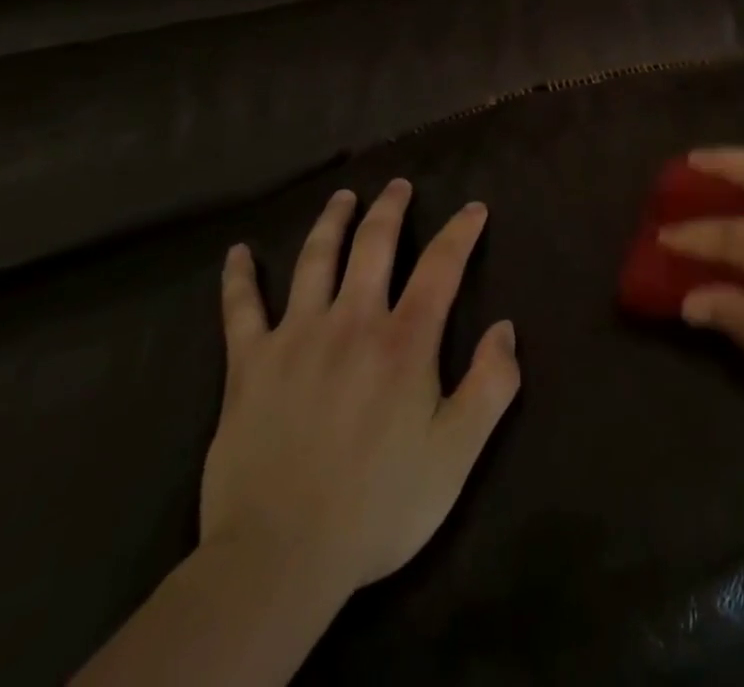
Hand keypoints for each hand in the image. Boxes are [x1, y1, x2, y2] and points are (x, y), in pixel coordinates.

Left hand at [200, 179, 520, 595]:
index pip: (441, 266)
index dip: (461, 231)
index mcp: (404, 341)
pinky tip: (237, 252)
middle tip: (399, 185)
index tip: (474, 208)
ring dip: (331, 221)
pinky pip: (241, 309)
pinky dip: (238, 278)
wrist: (278, 559)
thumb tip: (505, 328)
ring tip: (343, 197)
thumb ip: (491, 385)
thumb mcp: (457, 454)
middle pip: (373, 245)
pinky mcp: (248, 365)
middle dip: (391, 209)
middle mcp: (351, 321)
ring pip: (315, 260)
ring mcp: (295, 338)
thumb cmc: (378, 505)